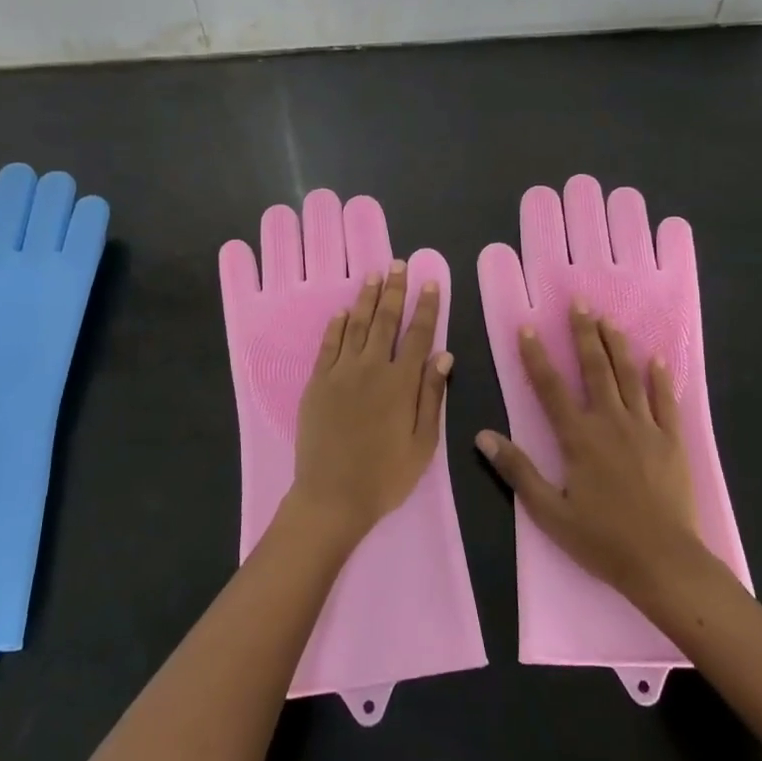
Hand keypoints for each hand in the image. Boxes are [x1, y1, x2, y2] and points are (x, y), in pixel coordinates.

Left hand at [290, 261, 450, 549]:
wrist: (332, 496)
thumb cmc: (385, 475)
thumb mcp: (423, 442)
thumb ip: (431, 395)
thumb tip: (443, 355)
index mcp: (401, 382)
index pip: (418, 334)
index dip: (426, 307)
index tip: (430, 282)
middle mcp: (371, 368)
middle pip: (385, 321)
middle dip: (394, 290)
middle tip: (398, 265)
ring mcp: (340, 373)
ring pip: (355, 325)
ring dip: (366, 299)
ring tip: (373, 276)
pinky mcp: (317, 383)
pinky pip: (328, 345)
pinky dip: (336, 326)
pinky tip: (342, 311)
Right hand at [476, 303, 702, 599]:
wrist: (663, 561)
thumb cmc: (602, 539)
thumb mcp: (549, 511)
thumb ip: (517, 470)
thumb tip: (483, 436)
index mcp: (578, 437)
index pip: (551, 387)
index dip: (536, 356)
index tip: (527, 327)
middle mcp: (610, 422)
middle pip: (595, 369)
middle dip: (584, 333)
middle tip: (579, 303)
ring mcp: (645, 428)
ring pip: (629, 376)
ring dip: (618, 346)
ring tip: (609, 320)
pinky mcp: (672, 440)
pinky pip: (666, 401)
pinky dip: (660, 379)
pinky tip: (657, 359)